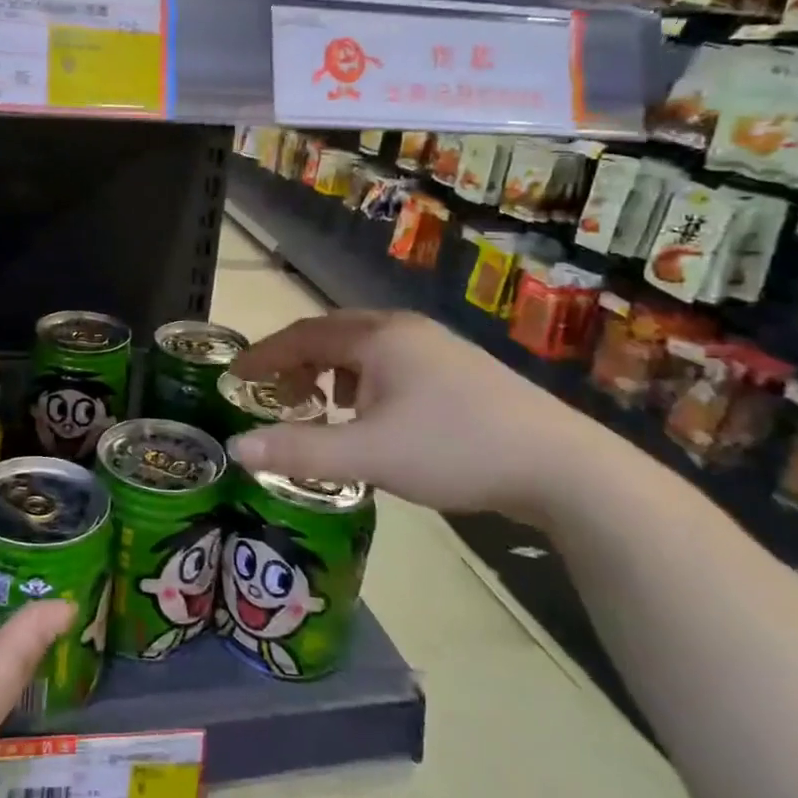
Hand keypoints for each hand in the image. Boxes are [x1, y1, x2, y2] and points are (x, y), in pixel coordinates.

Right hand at [227, 311, 621, 524]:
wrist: (562, 467)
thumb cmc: (455, 449)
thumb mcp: (368, 454)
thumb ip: (299, 450)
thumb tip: (236, 449)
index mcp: (378, 337)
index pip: (303, 335)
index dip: (264, 356)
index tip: (234, 377)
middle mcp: (405, 330)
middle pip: (333, 335)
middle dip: (296, 363)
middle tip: (274, 396)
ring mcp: (437, 348)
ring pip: (365, 350)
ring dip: (331, 373)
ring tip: (321, 408)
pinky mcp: (459, 371)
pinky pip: (391, 365)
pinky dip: (364, 383)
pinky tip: (373, 418)